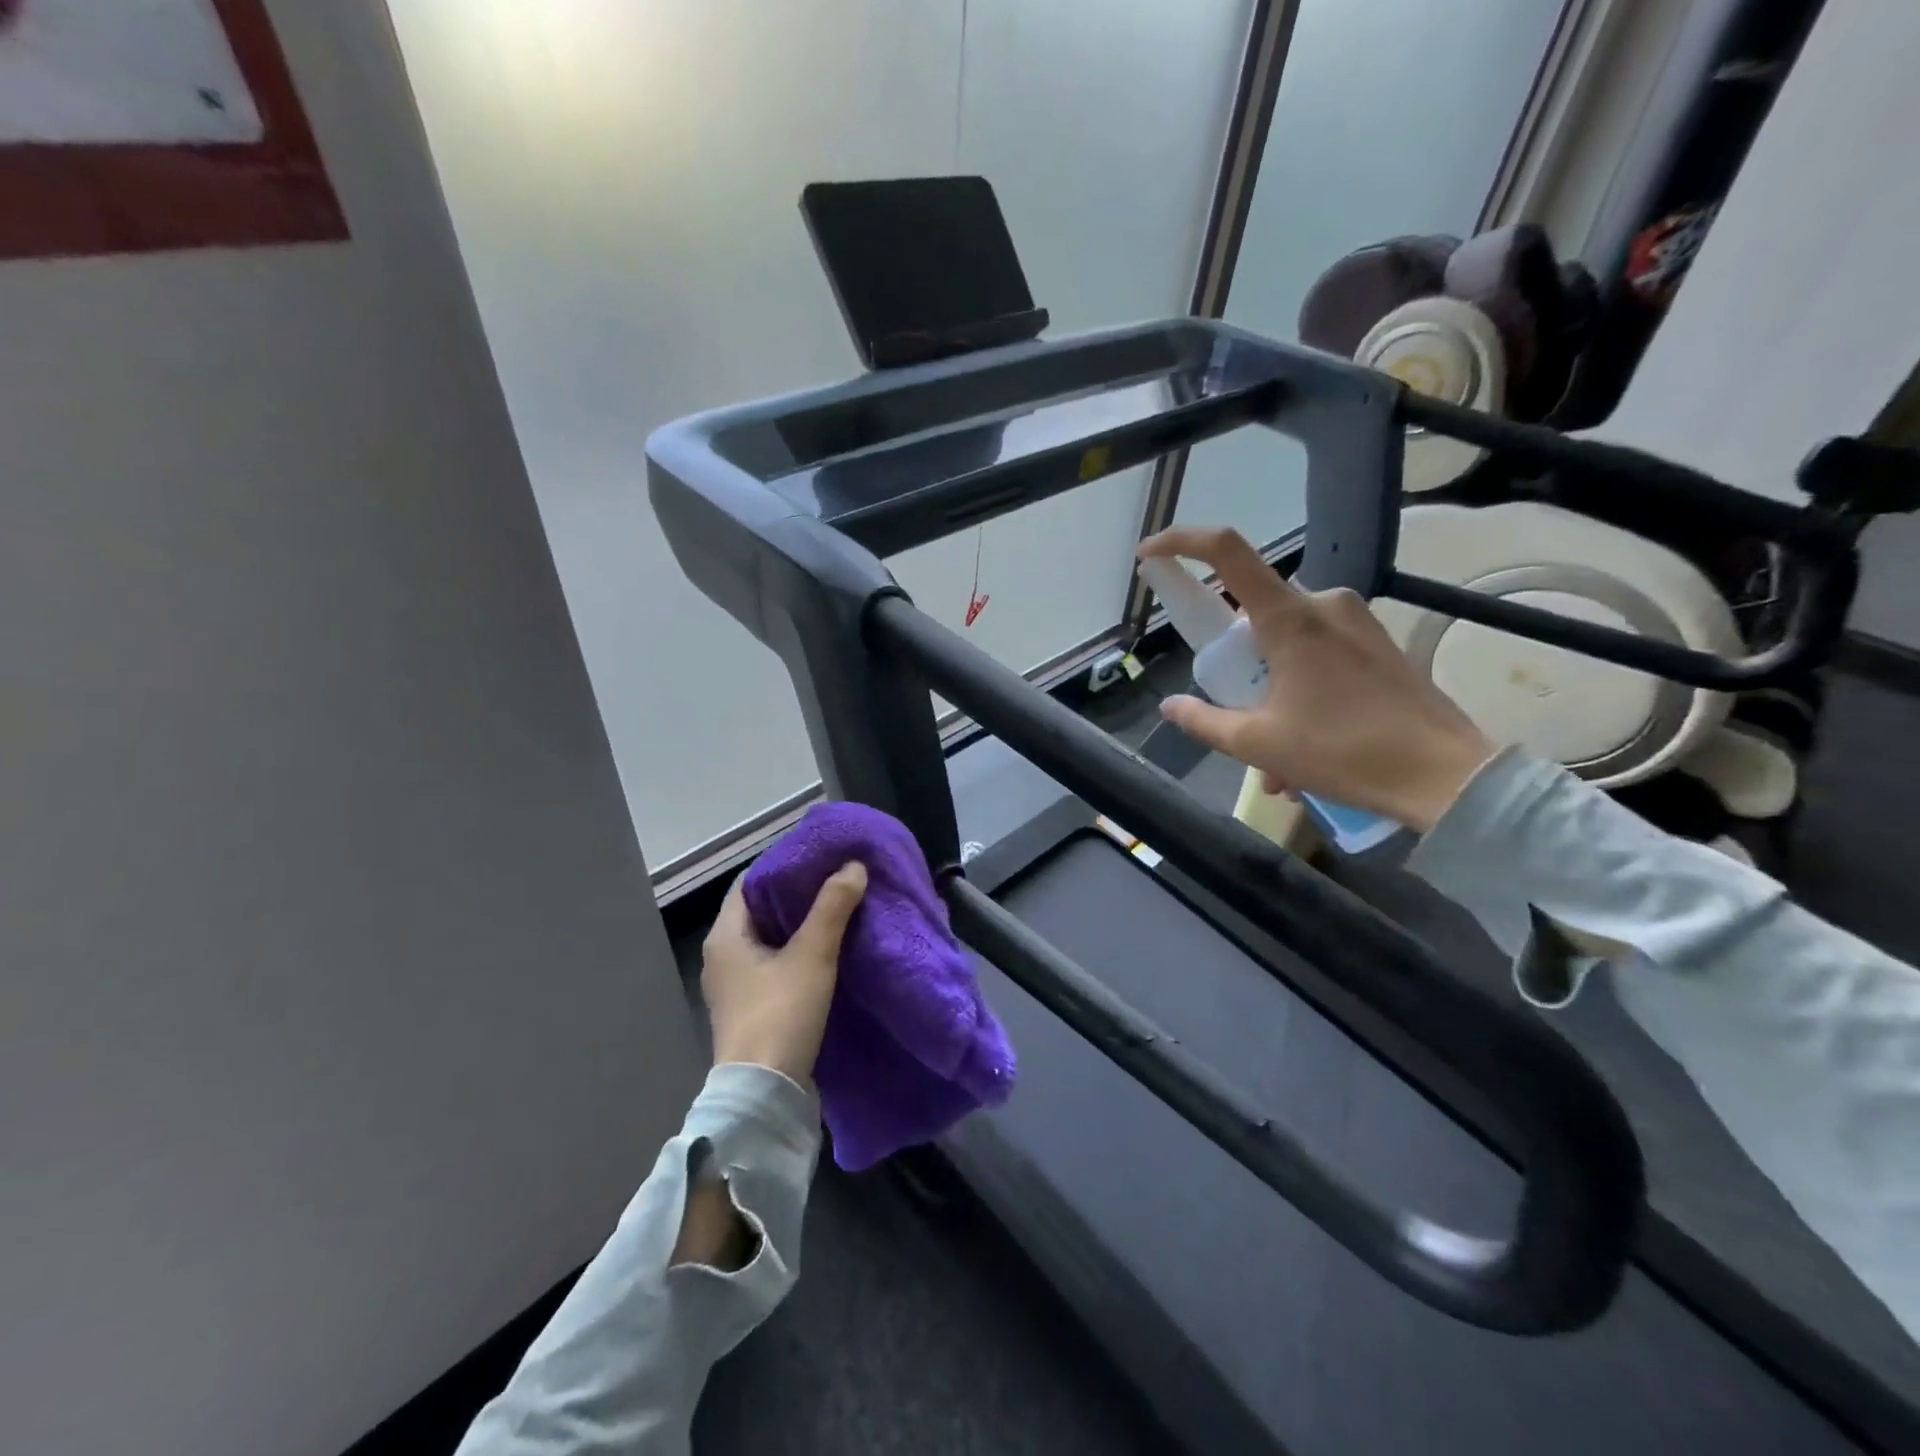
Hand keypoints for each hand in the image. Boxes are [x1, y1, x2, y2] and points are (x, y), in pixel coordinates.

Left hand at [702, 863, 867, 1085]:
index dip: (782, 866)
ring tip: (839, 908)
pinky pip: (775, 965)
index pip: (750, 883)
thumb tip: (853, 866)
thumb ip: (832, 907)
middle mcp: (723, 956)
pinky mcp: (752, 1008)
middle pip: (761, 910)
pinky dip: (798, 951)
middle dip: (797, 894)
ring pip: (770, 939)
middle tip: (836, 878)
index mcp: (725, 935)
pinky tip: (829, 949)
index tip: (818, 856)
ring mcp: (735, 986)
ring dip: (800, 924)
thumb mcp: (812, 955)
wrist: (764, 1094)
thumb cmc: (780, 1014)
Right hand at [1138, 526, 1496, 832]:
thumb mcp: (1257, 743)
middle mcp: (1323, 604)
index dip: (1182, 543)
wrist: (1444, 776)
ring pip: (1285, 644)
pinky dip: (1299, 693)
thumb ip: (1204, 721)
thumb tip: (1170, 707)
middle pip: (1252, 616)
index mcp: (1289, 618)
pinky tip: (1305, 748)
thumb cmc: (1343, 753)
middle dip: (1236, 670)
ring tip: (1277, 762)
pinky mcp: (1377, 642)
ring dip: (1269, 693)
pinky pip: (1318, 655)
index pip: (1227, 552)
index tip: (1150, 556)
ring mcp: (1355, 621)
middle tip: (1237, 719)